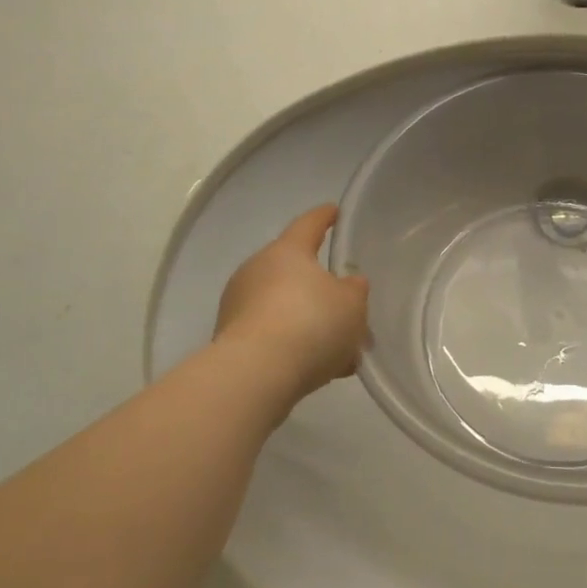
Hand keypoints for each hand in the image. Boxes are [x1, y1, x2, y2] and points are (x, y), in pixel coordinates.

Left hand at [215, 205, 369, 401]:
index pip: (309, 223)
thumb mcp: (352, 303)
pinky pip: (273, 335)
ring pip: (286, 307)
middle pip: (296, 271)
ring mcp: (239, 306)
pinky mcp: (232, 341)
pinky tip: (320, 368)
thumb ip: (354, 289)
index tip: (334, 211)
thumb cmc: (310, 323)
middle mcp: (257, 270)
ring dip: (310, 322)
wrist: (254, 376)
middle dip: (321, 287)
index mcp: (287, 251)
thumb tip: (347, 284)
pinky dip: (295, 345)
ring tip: (340, 349)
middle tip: (347, 302)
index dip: (325, 217)